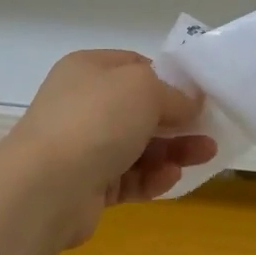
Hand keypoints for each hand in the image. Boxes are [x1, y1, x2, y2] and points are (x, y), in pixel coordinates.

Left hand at [0, 50, 216, 245]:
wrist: (46, 188)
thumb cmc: (97, 120)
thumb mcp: (145, 89)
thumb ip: (174, 94)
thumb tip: (191, 102)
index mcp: (89, 70)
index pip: (135, 66)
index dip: (168, 79)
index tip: (197, 95)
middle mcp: (82, 105)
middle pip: (140, 110)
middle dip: (177, 120)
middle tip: (210, 130)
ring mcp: (82, 147)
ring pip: (138, 146)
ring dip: (173, 150)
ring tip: (205, 155)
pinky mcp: (87, 187)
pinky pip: (128, 178)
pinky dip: (151, 177)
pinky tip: (171, 178)